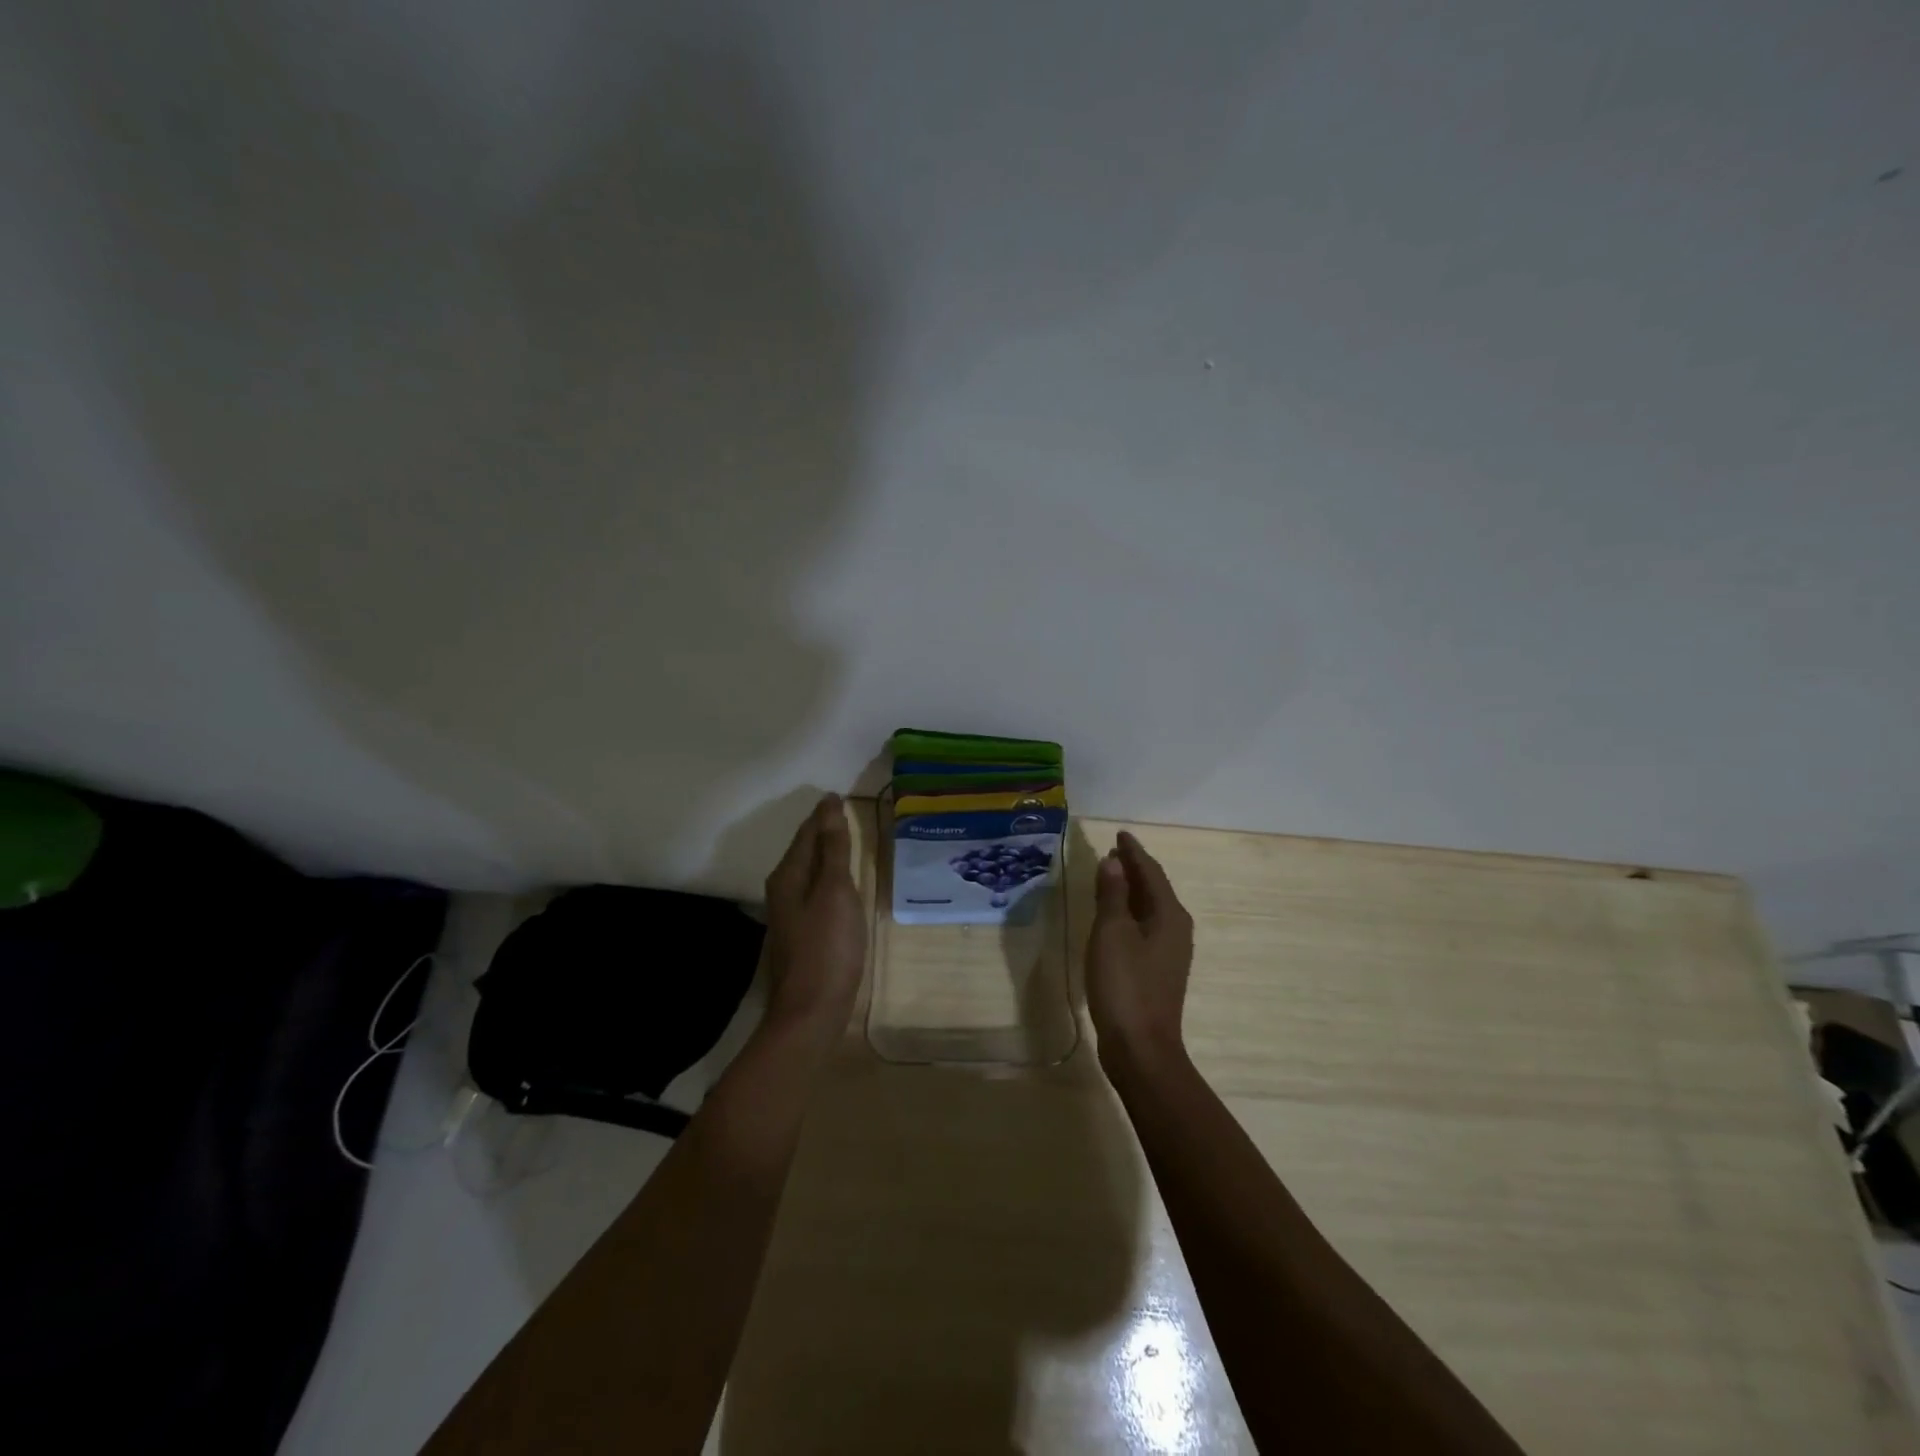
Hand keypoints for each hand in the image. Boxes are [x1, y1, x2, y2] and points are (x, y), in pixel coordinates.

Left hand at [762, 793, 865, 1037]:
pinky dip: (828, 877)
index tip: (839, 796)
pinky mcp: (802, 933)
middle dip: (822, 830)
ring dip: (825, 853)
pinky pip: (815, 891)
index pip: (807, 832)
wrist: (811, 1010)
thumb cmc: (827, 946)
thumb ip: (834, 848)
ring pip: (808, 871)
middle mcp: (783, 889)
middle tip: (844, 812)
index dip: (824, 814)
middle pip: (804, 850)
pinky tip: (841, 883)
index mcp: (789, 874)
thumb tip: (828, 806)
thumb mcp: (835, 891)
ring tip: (846, 840)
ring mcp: (791, 913)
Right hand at [1086, 831, 1193, 1076]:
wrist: (1141, 1048)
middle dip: (1133, 868)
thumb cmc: (1125, 985)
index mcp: (1169, 915)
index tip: (1119, 834)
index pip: (1151, 871)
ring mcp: (1169, 951)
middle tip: (1111, 851)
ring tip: (1109, 875)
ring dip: (1130, 890)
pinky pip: (1145, 925)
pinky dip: (1129, 911)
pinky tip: (1113, 916)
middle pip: (1154, 888)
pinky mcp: (1158, 969)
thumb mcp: (1112, 934)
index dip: (1133, 852)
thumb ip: (1113, 895)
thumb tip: (1113, 862)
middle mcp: (1176, 928)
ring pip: (1150, 907)